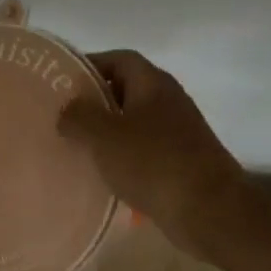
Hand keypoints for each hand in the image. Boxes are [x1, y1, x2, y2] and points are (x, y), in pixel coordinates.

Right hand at [58, 50, 247, 257]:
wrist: (210, 211)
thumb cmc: (153, 163)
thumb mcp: (104, 135)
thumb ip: (79, 116)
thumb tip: (67, 110)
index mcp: (153, 84)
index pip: (118, 59)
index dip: (89, 65)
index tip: (61, 82)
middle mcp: (169, 101)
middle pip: (125, 91)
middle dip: (94, 103)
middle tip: (63, 118)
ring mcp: (178, 133)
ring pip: (133, 124)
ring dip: (107, 134)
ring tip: (76, 148)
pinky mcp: (181, 163)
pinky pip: (144, 153)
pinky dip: (123, 160)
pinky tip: (103, 177)